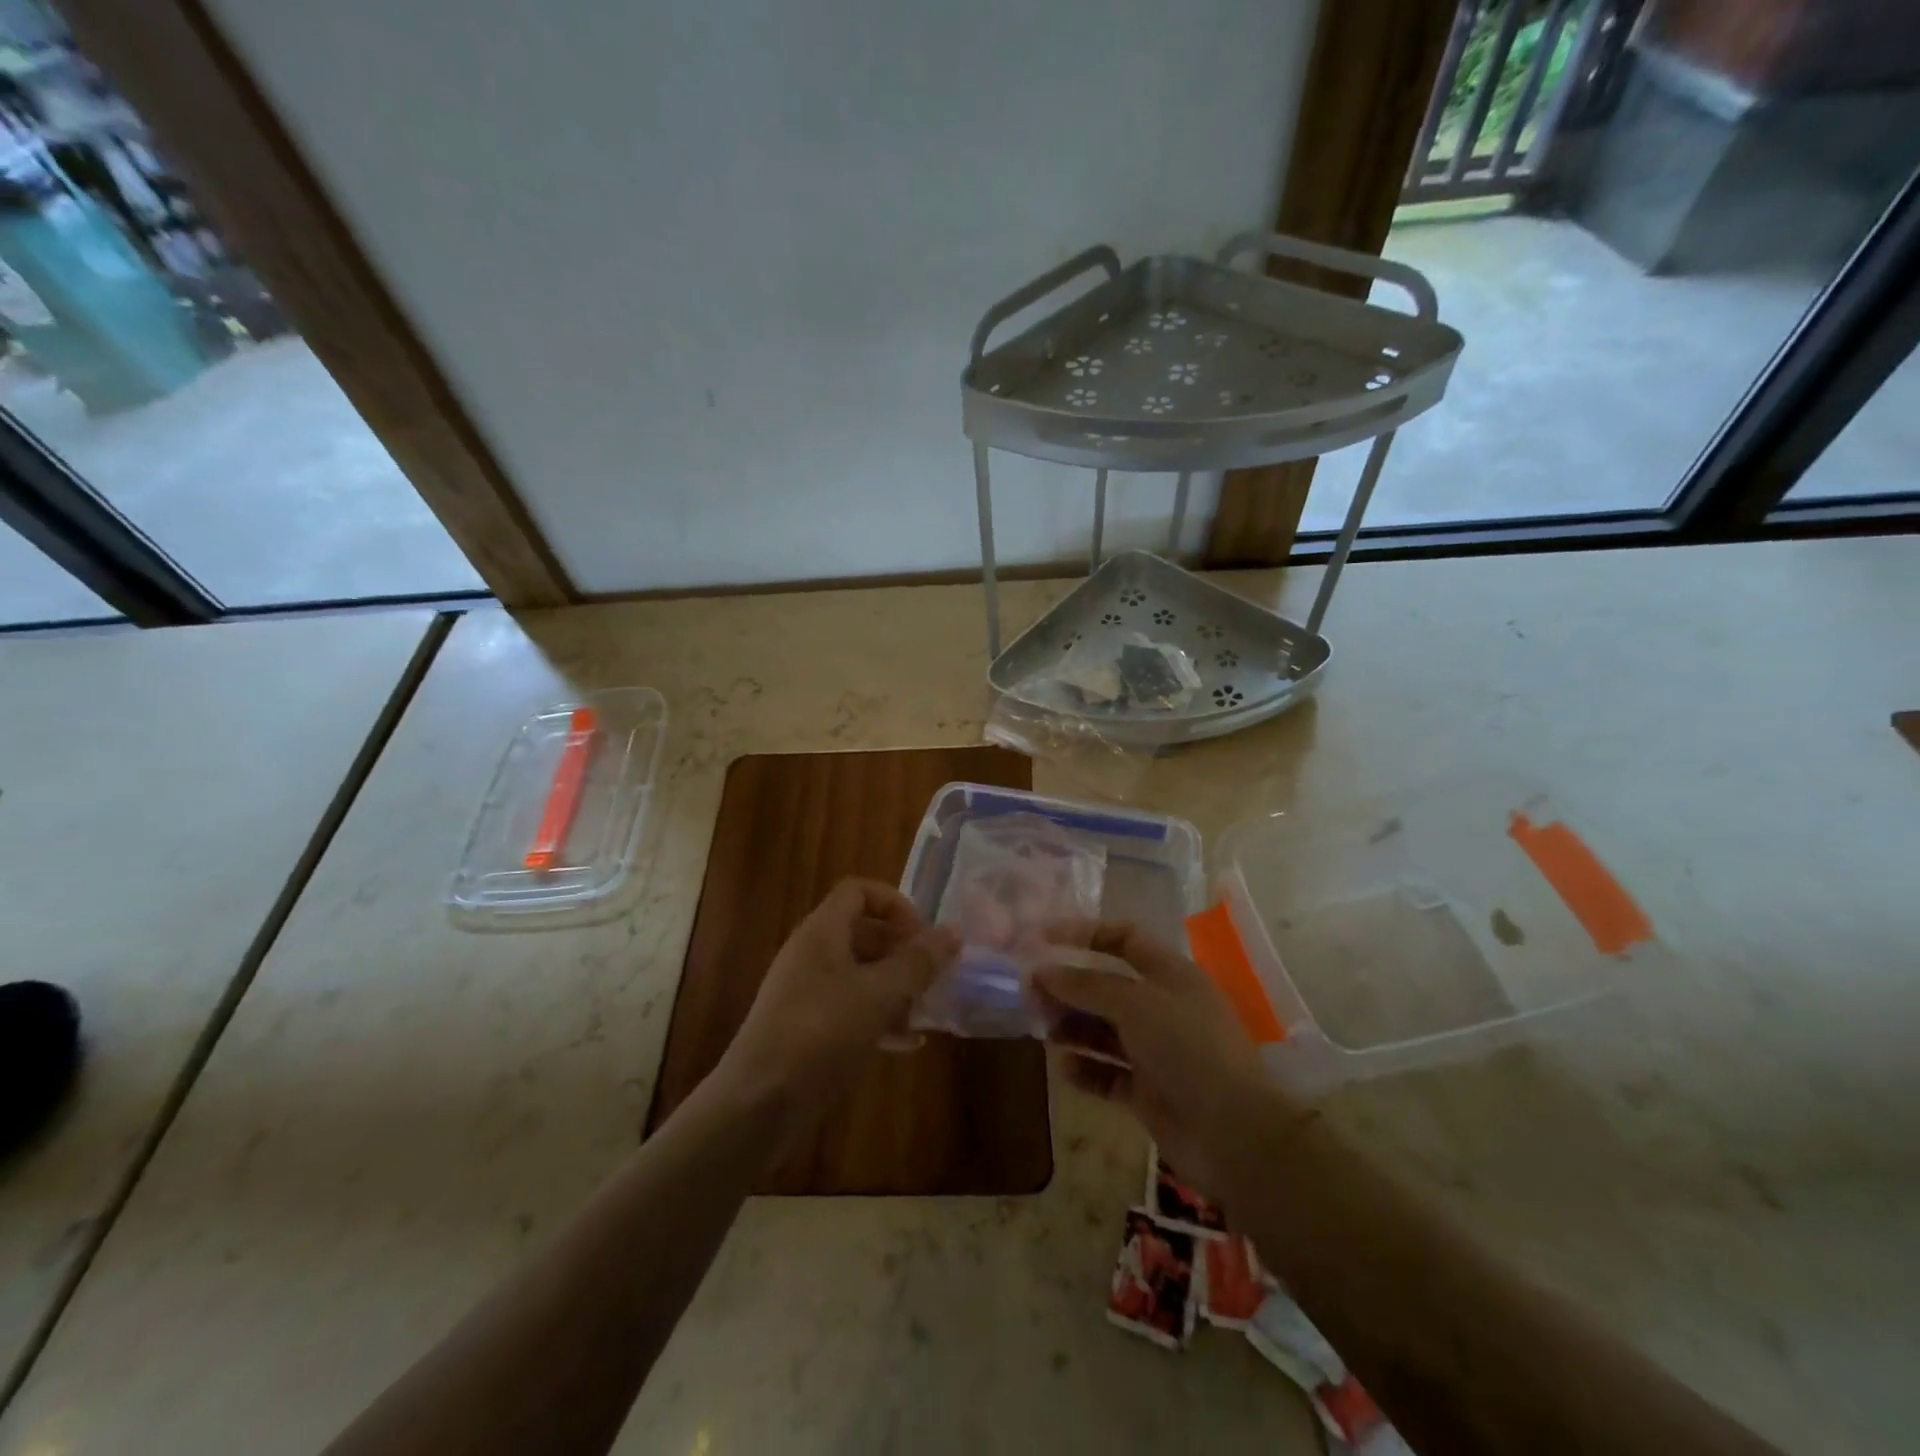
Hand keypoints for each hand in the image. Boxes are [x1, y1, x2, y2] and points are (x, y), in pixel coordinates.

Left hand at [714, 878, 958, 1121]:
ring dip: (895, 987)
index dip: (895, 904)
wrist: (759, 1103)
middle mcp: (811, 953)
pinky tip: (907, 1044)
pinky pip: (850, 1009)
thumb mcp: (880, 994)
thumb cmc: (822, 1032)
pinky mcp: (806, 1028)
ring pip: (859, 974)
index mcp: (822, 931)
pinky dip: (879, 1018)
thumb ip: (919, 962)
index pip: (859, 891)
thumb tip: (953, 931)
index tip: (922, 935)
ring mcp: (806, 992)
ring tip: (926, 1010)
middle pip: (862, 932)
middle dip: (901, 950)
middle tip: (932, 974)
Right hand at [1034, 922, 1290, 1202]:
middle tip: (1029, 993)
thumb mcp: (1135, 1003)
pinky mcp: (1149, 1091)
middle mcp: (1163, 1007)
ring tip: (1041, 1030)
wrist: (1236, 1134)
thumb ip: (1086, 985)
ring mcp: (1157, 1051)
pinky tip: (1064, 1068)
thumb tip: (1042, 971)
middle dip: (1069, 987)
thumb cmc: (1187, 1048)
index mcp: (1170, 974)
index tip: (1042, 938)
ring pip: (1104, 1030)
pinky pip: (1108, 1072)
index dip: (1084, 933)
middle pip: (1107, 986)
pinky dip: (1086, 1069)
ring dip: (1072, 1026)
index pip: (1124, 938)